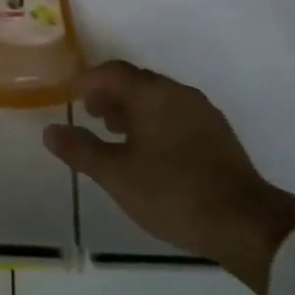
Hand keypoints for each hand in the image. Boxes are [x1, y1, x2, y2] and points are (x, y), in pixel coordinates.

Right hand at [43, 61, 294, 293]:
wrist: (244, 222)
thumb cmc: (172, 193)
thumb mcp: (117, 175)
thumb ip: (81, 150)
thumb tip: (50, 131)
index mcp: (153, 94)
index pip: (112, 72)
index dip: (86, 80)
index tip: (69, 95)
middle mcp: (178, 93)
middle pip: (137, 81)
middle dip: (109, 93)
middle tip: (90, 114)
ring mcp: (202, 112)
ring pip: (158, 98)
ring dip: (132, 108)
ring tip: (116, 133)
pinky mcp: (217, 133)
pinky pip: (176, 113)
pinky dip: (154, 120)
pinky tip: (150, 151)